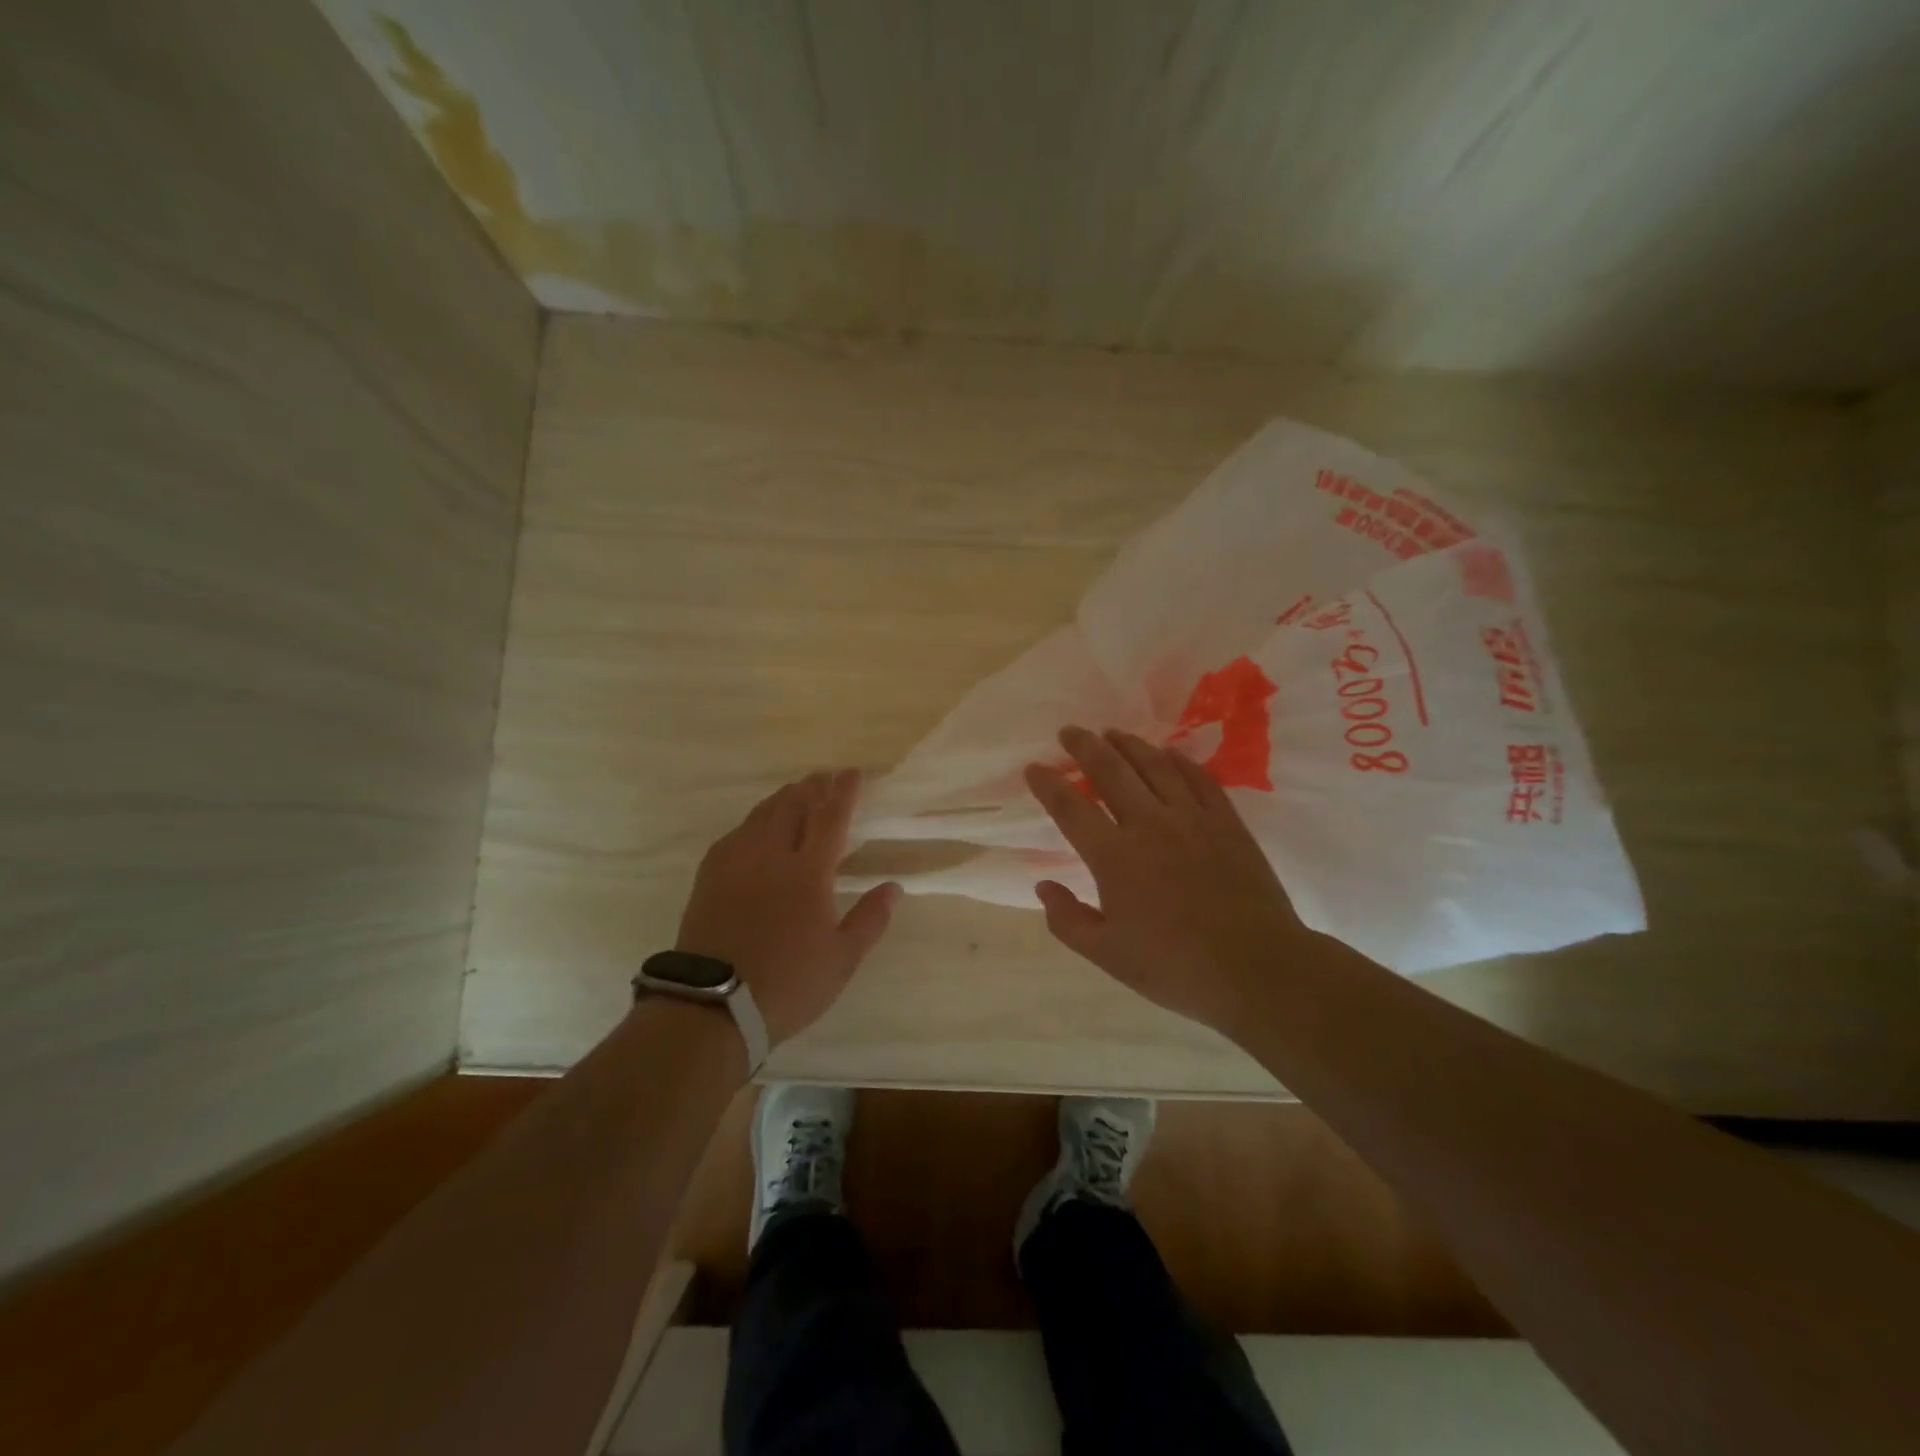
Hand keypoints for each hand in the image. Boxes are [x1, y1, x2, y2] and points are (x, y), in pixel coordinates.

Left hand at [676, 769, 899, 1046]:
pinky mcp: (710, 877)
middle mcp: (771, 856)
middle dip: (812, 787)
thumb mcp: (842, 960)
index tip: (852, 773)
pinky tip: (755, 826)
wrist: (713, 1006)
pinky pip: (735, 834)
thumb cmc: (788, 984)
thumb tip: (893, 887)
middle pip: (793, 807)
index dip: (843, 792)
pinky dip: (753, 821)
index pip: (830, 818)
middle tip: (825, 777)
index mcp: (808, 873)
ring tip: (795, 791)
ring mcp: (736, 864)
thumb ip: (870, 919)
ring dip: (783, 798)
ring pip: (761, 816)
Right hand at [1025, 726, 1306, 1033]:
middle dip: (1085, 746)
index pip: (1070, 808)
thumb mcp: (1108, 956)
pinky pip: (1199, 779)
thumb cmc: (1175, 967)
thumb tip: (1043, 886)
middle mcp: (1149, 825)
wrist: (1257, 969)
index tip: (1034, 767)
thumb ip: (1068, 920)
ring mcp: (1192, 818)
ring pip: (1154, 766)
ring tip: (1112, 733)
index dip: (1048, 784)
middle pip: (1111, 771)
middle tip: (1070, 732)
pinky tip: (1168, 754)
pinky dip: (1179, 761)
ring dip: (1129, 744)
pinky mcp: (1226, 822)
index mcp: (1114, 857)